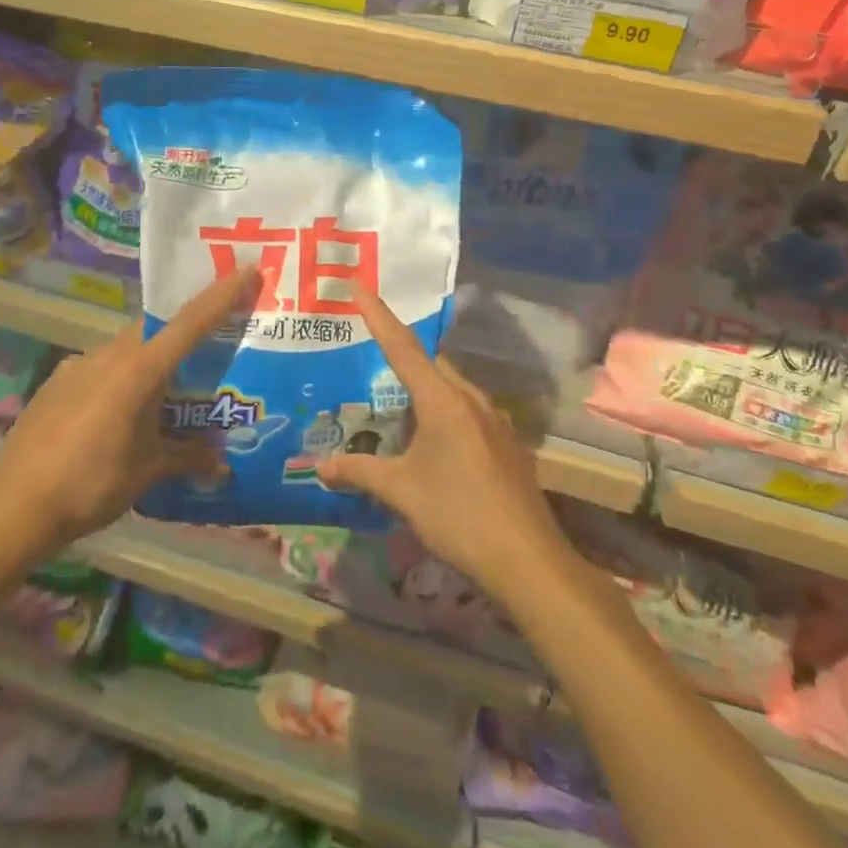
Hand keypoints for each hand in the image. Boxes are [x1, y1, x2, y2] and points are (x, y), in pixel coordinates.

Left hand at [0, 267, 259, 554]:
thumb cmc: (91, 483)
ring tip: (159, 399)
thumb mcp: (148, 471)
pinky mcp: (56, 383)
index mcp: (139, 369)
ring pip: (125, 350)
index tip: (247, 269)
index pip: (190, 322)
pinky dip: (117, 380)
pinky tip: (115, 417)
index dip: (222, 295)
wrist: (14, 505)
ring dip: (147, 364)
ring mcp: (78, 366)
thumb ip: (187, 458)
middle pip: (155, 331)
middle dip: (182, 337)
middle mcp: (109, 355)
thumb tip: (221, 465)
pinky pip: (98, 369)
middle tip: (204, 357)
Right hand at [316, 287, 571, 605]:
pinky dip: (443, 411)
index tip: (360, 287)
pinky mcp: (507, 444)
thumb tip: (320, 467)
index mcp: (443, 401)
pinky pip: (468, 412)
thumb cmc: (458, 516)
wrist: (528, 561)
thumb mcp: (401, 492)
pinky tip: (432, 441)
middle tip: (369, 356)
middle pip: (431, 364)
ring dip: (425, 388)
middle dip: (401, 356)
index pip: (402, 347)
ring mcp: (496, 421)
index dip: (378, 316)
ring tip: (395, 403)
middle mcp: (472, 400)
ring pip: (452, 388)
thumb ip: (360, 472)